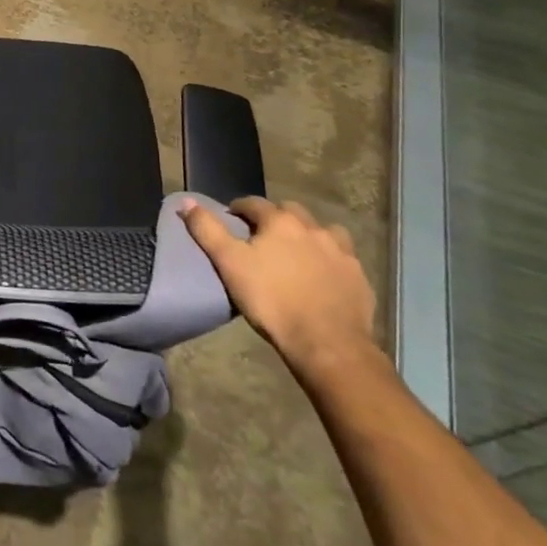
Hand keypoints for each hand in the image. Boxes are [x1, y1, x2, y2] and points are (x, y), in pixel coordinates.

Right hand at [183, 196, 376, 376]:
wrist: (327, 343)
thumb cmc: (271, 300)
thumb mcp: (228, 263)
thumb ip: (206, 230)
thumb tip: (187, 201)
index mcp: (280, 222)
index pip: (254, 203)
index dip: (239, 209)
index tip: (230, 220)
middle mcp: (314, 229)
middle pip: (291, 211)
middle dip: (275, 218)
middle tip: (262, 237)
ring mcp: (341, 252)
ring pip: (322, 231)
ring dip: (308, 234)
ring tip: (296, 253)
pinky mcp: (359, 277)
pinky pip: (342, 258)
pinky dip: (329, 259)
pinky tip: (322, 276)